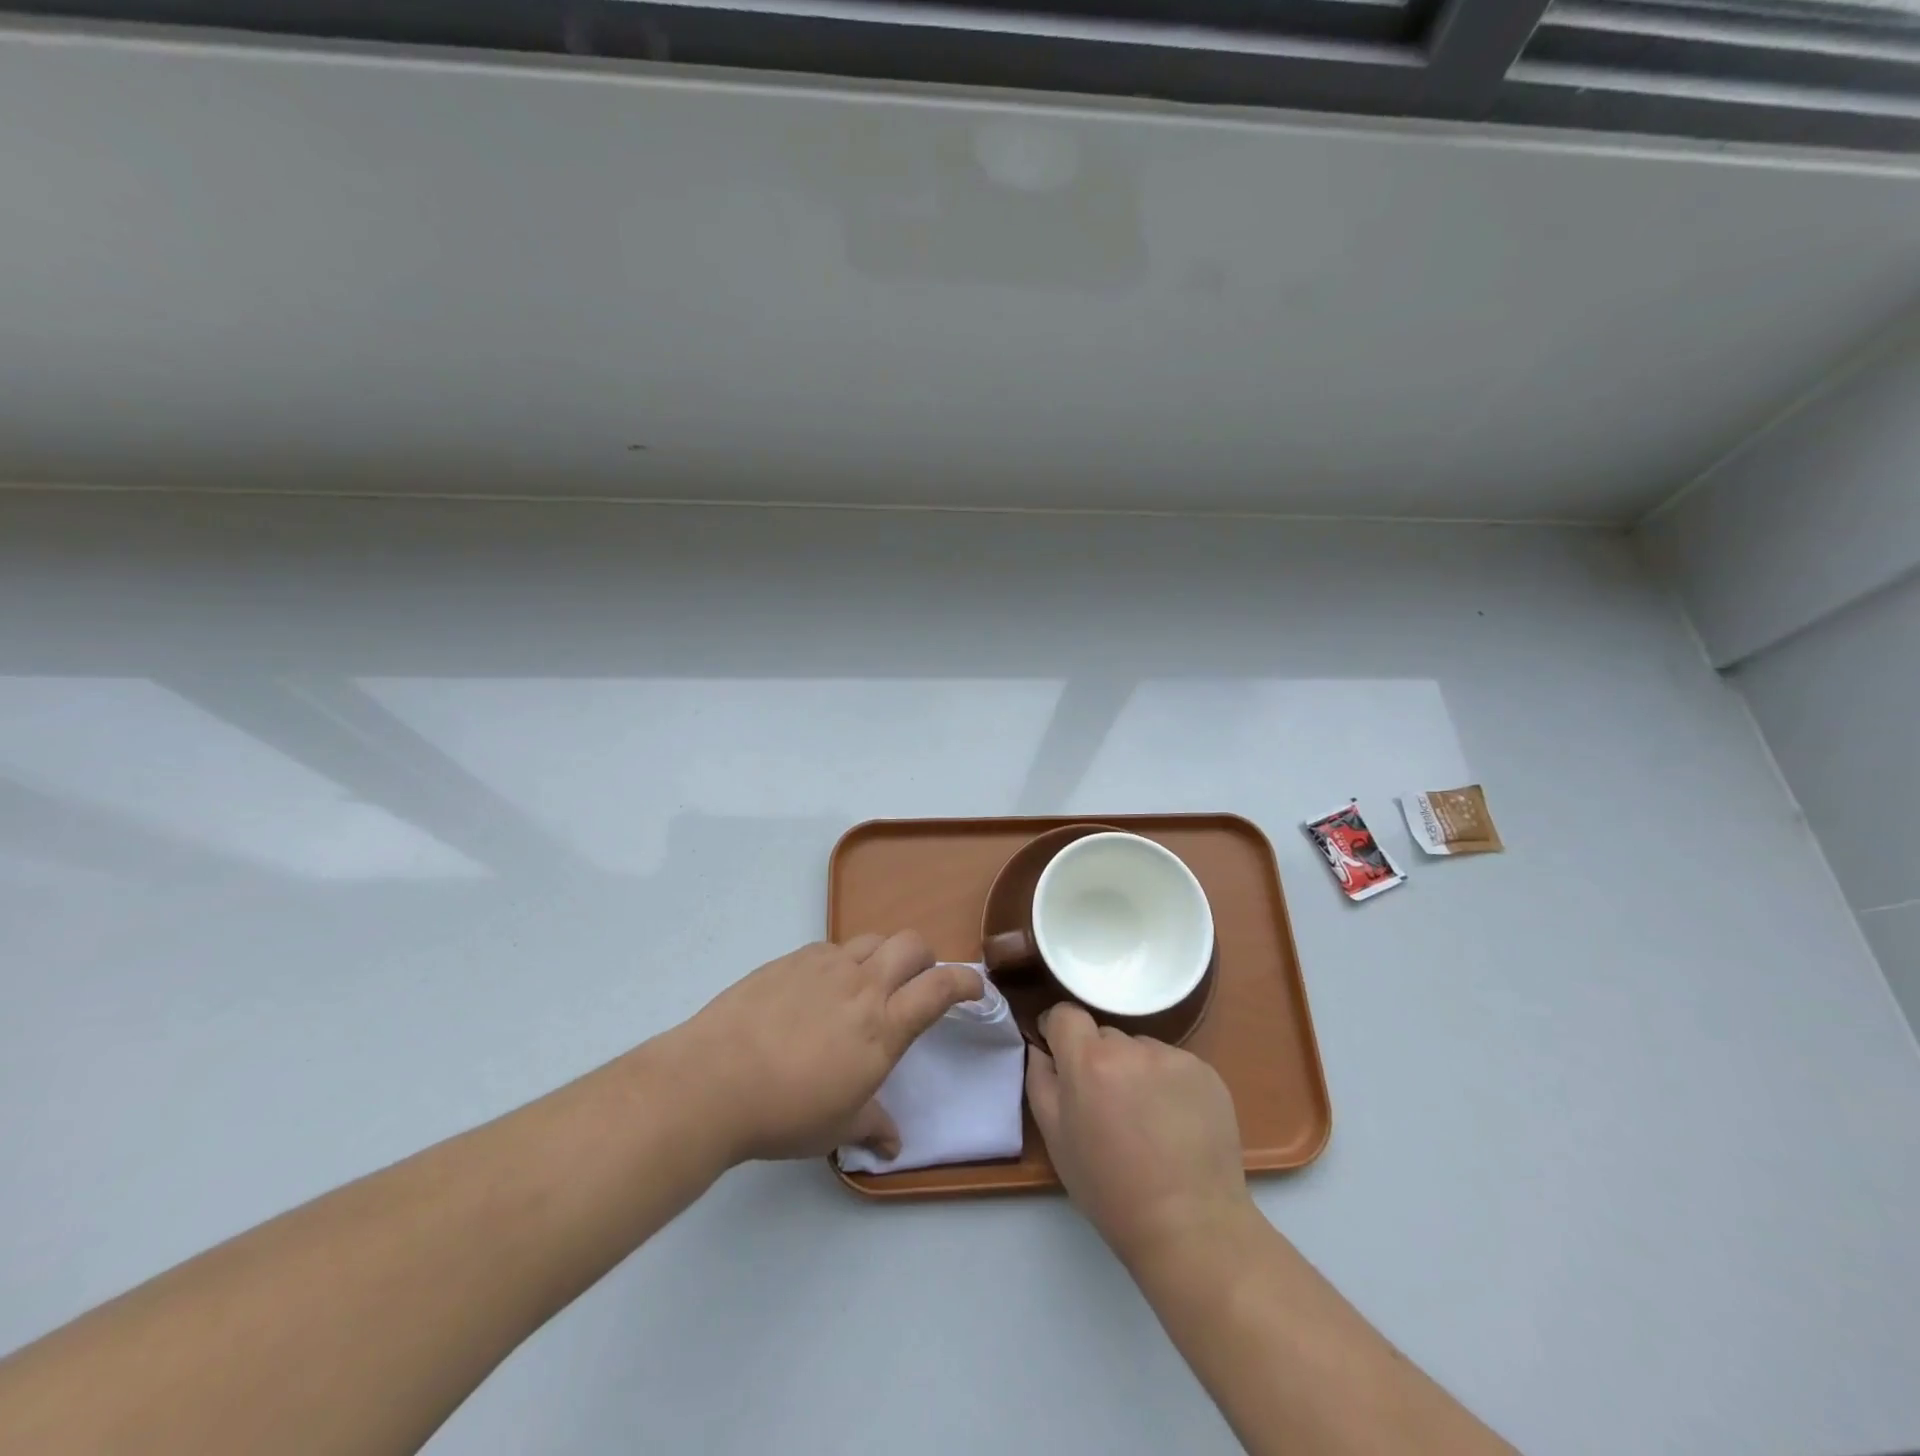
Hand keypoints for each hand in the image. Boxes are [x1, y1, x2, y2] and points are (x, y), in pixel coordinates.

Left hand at [672, 934, 981, 1164]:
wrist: (713, 1080)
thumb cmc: (785, 1113)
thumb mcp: (837, 1127)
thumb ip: (872, 1126)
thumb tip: (892, 1144)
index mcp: (884, 1026)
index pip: (940, 988)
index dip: (965, 981)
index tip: (975, 987)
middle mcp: (862, 985)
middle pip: (911, 944)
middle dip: (925, 958)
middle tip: (917, 983)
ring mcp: (825, 966)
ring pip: (871, 939)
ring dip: (882, 955)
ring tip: (867, 983)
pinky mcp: (792, 959)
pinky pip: (831, 948)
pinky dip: (840, 962)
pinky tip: (819, 990)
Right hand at [1026, 1003, 1251, 1269]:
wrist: (1191, 1227)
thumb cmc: (1111, 1190)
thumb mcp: (1057, 1139)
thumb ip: (1040, 1081)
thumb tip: (1041, 1047)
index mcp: (1089, 1061)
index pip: (1066, 1014)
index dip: (1059, 1032)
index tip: (1062, 1057)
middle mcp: (1132, 1048)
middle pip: (1104, 1035)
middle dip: (1099, 1060)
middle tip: (1107, 1105)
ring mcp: (1174, 1058)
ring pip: (1140, 1050)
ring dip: (1135, 1071)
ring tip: (1147, 1120)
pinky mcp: (1207, 1072)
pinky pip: (1174, 1064)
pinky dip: (1169, 1084)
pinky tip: (1175, 1123)